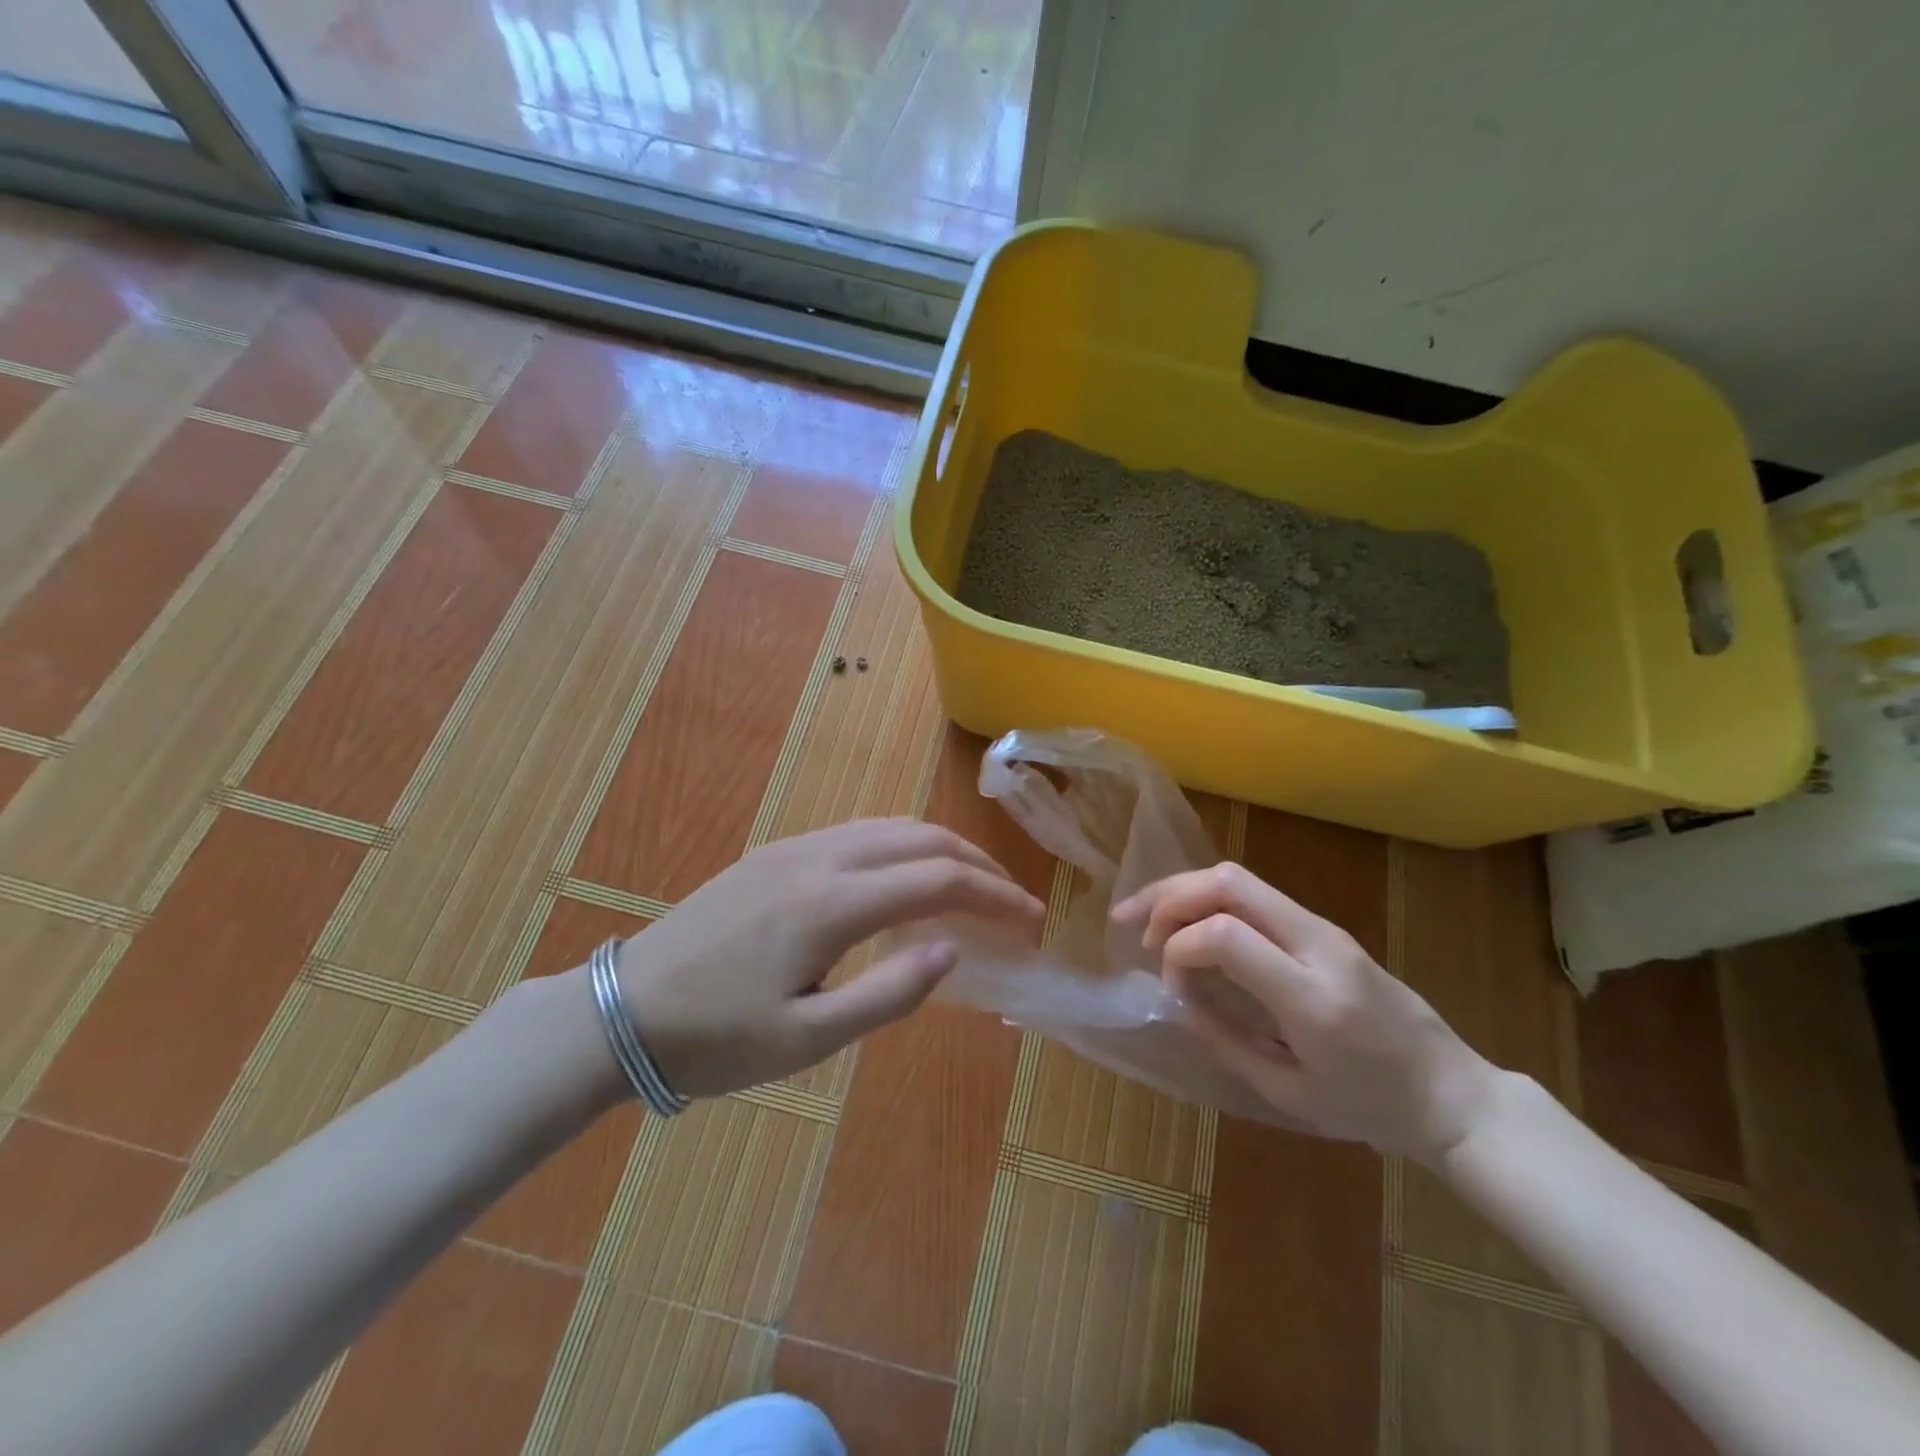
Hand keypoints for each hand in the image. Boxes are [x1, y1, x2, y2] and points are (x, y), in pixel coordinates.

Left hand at [610, 819, 1045, 1097]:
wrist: (623, 1010)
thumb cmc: (716, 1039)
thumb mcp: (808, 1038)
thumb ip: (889, 992)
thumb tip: (952, 948)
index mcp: (833, 903)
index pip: (939, 880)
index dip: (995, 896)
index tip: (1032, 920)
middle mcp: (820, 858)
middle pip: (921, 839)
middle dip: (977, 864)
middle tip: (1012, 901)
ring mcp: (794, 848)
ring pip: (889, 827)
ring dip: (940, 849)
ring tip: (971, 885)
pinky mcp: (775, 853)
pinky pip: (857, 833)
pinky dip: (901, 846)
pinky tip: (906, 877)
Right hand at [1113, 862, 1496, 1162]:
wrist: (1451, 1093)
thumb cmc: (1372, 1108)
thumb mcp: (1290, 1093)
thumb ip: (1225, 1040)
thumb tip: (1178, 999)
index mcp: (1311, 996)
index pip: (1225, 935)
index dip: (1178, 949)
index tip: (1171, 987)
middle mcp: (1318, 946)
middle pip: (1229, 884)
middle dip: (1168, 897)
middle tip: (1130, 924)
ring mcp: (1324, 928)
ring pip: (1239, 878)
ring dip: (1183, 890)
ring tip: (1146, 917)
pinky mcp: (1324, 927)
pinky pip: (1255, 895)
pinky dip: (1210, 900)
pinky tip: (1188, 922)